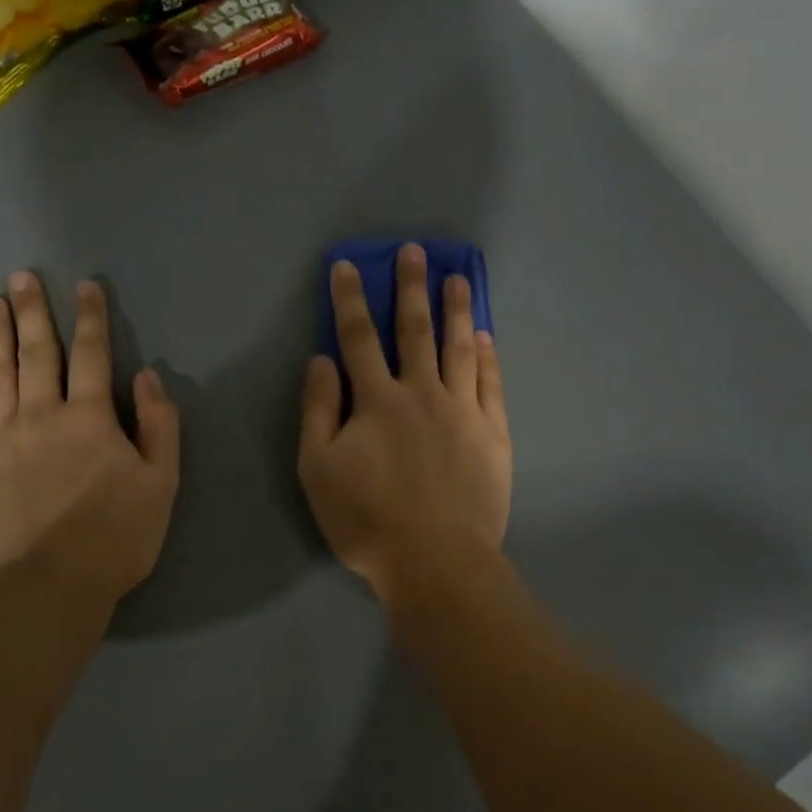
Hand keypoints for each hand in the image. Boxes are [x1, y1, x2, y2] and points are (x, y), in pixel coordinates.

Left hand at [0, 272, 179, 597]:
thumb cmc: (117, 536)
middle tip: (22, 277)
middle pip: (37, 354)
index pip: (92, 356)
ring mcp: (1, 440)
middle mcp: (41, 416)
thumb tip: (147, 378)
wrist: (50, 586)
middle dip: (34, 312)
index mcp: (90, 419)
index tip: (86, 286)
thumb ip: (159, 427)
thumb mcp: (161, 483)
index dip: (91, 318)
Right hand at [298, 244, 511, 603]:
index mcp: (377, 400)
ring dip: (457, 310)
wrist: (436, 560)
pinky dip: (487, 356)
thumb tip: (322, 360)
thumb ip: (318, 410)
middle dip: (412, 288)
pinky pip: (491, 383)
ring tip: (459, 278)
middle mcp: (422, 393)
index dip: (351, 300)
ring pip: (459, 348)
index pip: (359, 338)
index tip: (348, 266)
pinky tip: (485, 336)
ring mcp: (463, 411)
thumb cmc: (367, 519)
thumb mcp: (318, 469)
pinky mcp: (492, 434)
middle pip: (415, 331)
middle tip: (416, 252)